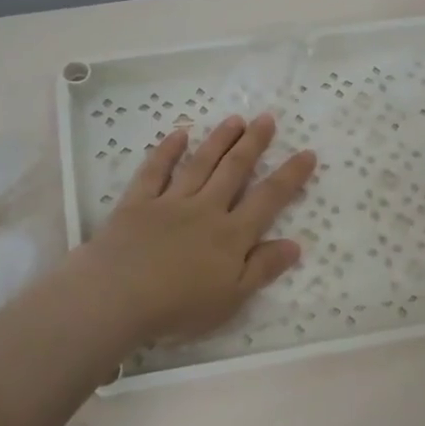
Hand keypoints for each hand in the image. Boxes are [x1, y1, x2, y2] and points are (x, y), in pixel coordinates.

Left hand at [72, 113, 316, 346]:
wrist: (118, 296)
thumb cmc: (179, 306)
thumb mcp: (232, 298)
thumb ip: (262, 268)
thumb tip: (295, 244)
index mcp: (231, 235)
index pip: (268, 199)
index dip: (289, 176)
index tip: (306, 153)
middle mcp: (205, 209)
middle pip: (233, 171)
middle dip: (253, 144)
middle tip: (266, 119)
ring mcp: (170, 202)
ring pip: (200, 164)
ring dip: (219, 140)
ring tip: (235, 119)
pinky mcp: (137, 202)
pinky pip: (155, 171)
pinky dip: (167, 151)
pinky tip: (179, 134)